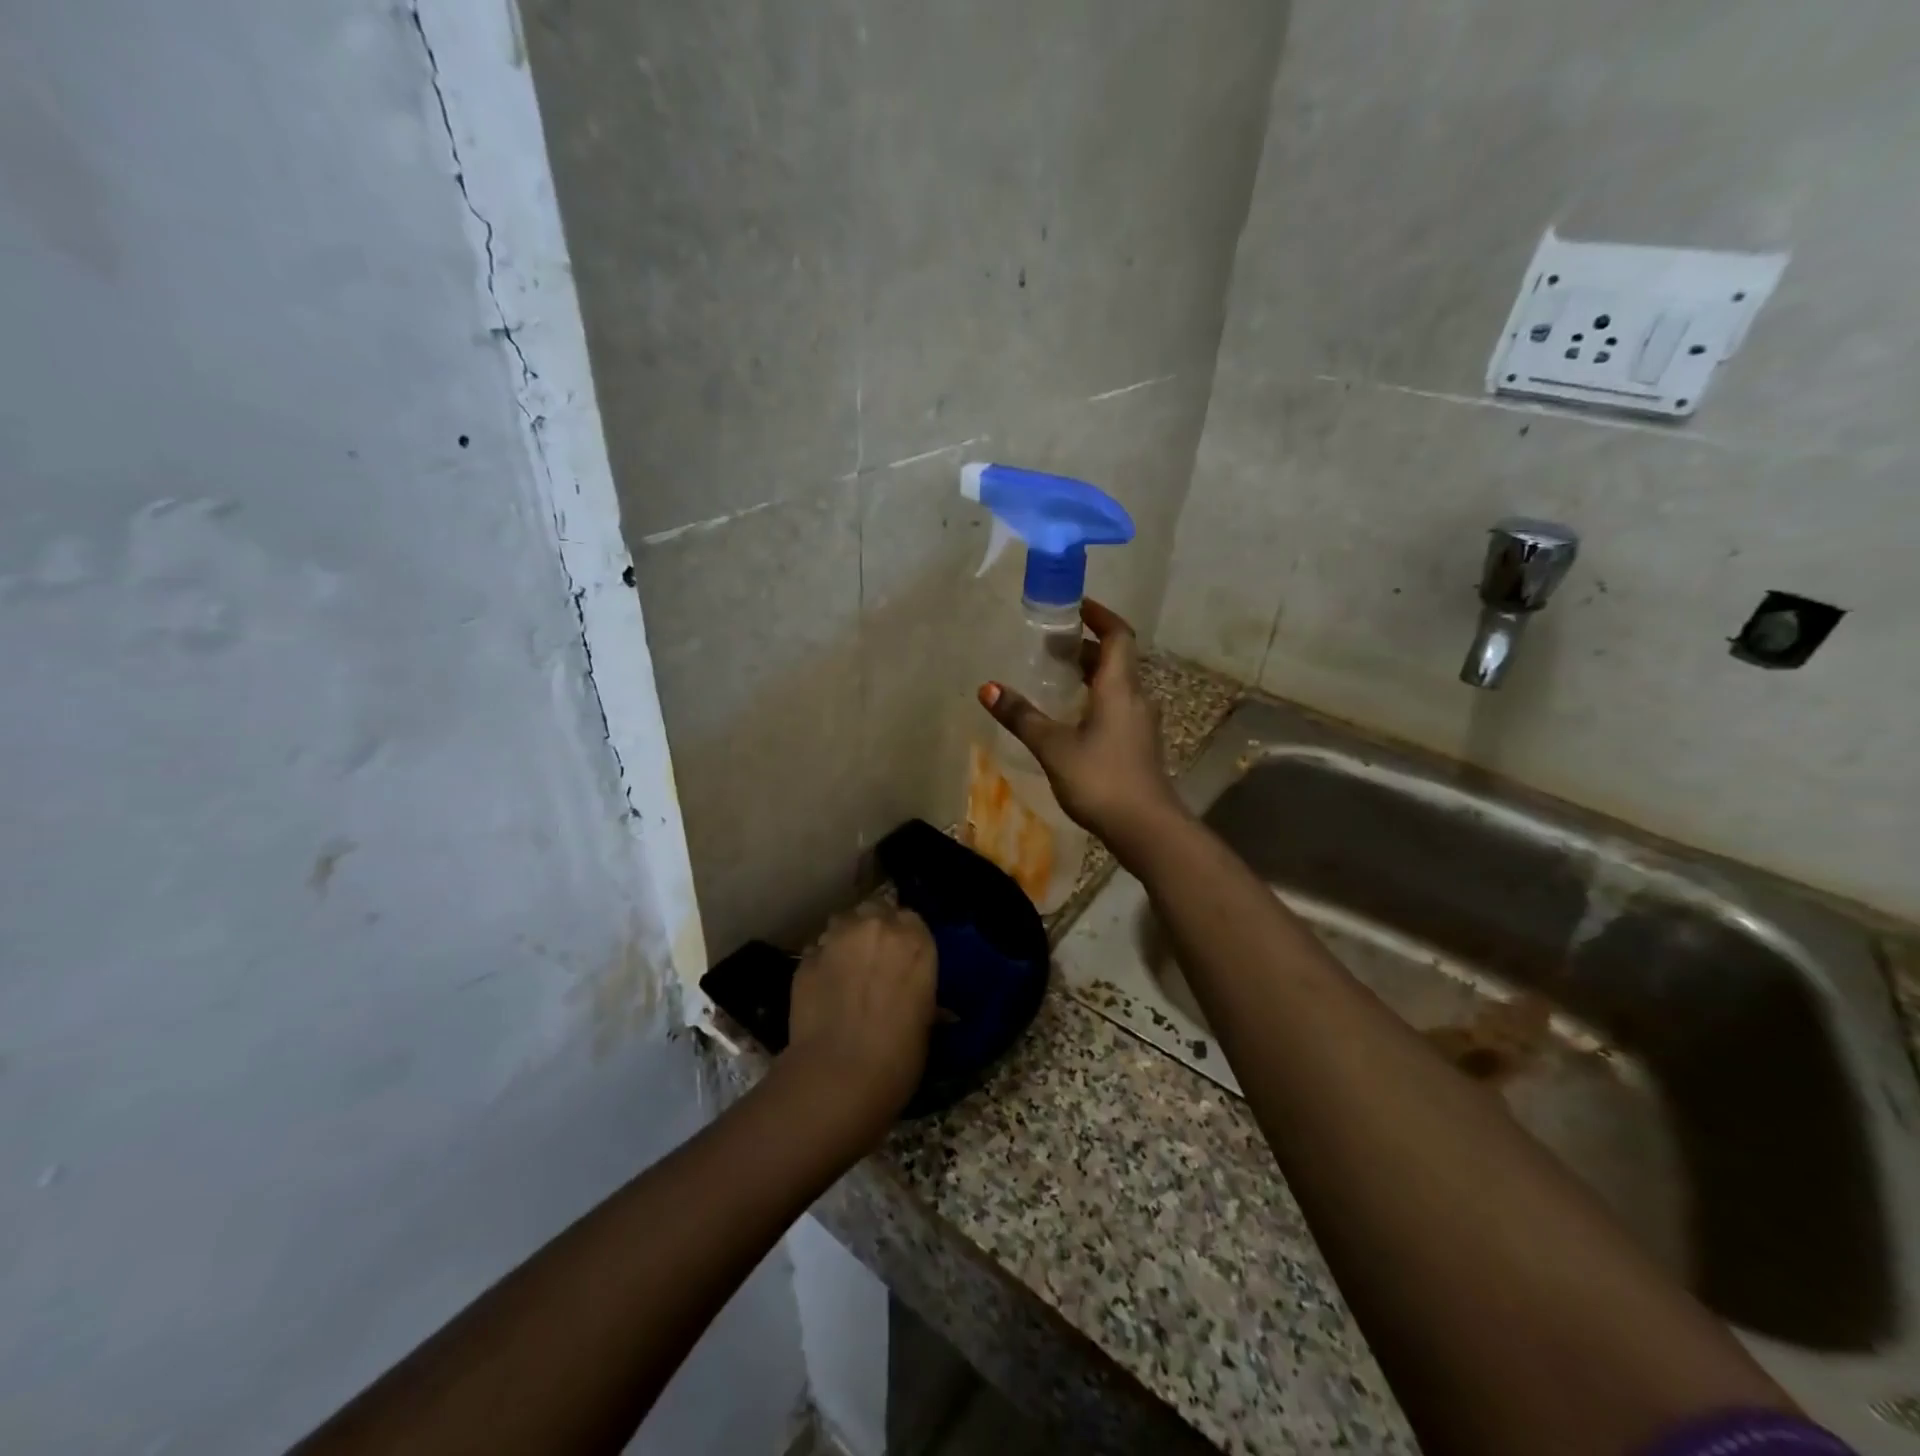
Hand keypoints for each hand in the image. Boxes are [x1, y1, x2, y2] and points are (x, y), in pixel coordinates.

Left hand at [782, 907, 937, 1123]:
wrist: (839, 1075)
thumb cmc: (899, 1056)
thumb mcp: (925, 1022)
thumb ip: (919, 993)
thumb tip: (924, 1001)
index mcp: (915, 940)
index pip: (911, 918)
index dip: (905, 936)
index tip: (902, 957)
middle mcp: (876, 927)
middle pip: (874, 911)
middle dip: (874, 928)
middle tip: (874, 959)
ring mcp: (836, 939)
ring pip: (842, 923)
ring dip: (846, 939)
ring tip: (845, 969)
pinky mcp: (805, 958)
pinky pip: (817, 951)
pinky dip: (822, 963)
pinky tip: (823, 989)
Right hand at [977, 599, 1186, 848]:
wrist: (1146, 828)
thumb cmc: (1100, 779)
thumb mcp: (1054, 747)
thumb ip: (1021, 716)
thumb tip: (987, 688)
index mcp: (1119, 687)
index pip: (1118, 635)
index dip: (1100, 615)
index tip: (1075, 606)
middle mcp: (1135, 698)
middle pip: (1116, 659)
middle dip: (1086, 646)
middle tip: (1052, 643)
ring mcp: (1141, 723)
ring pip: (1117, 684)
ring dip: (1091, 674)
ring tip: (1057, 675)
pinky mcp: (1139, 745)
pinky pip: (1118, 706)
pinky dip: (1096, 698)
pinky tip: (1073, 716)